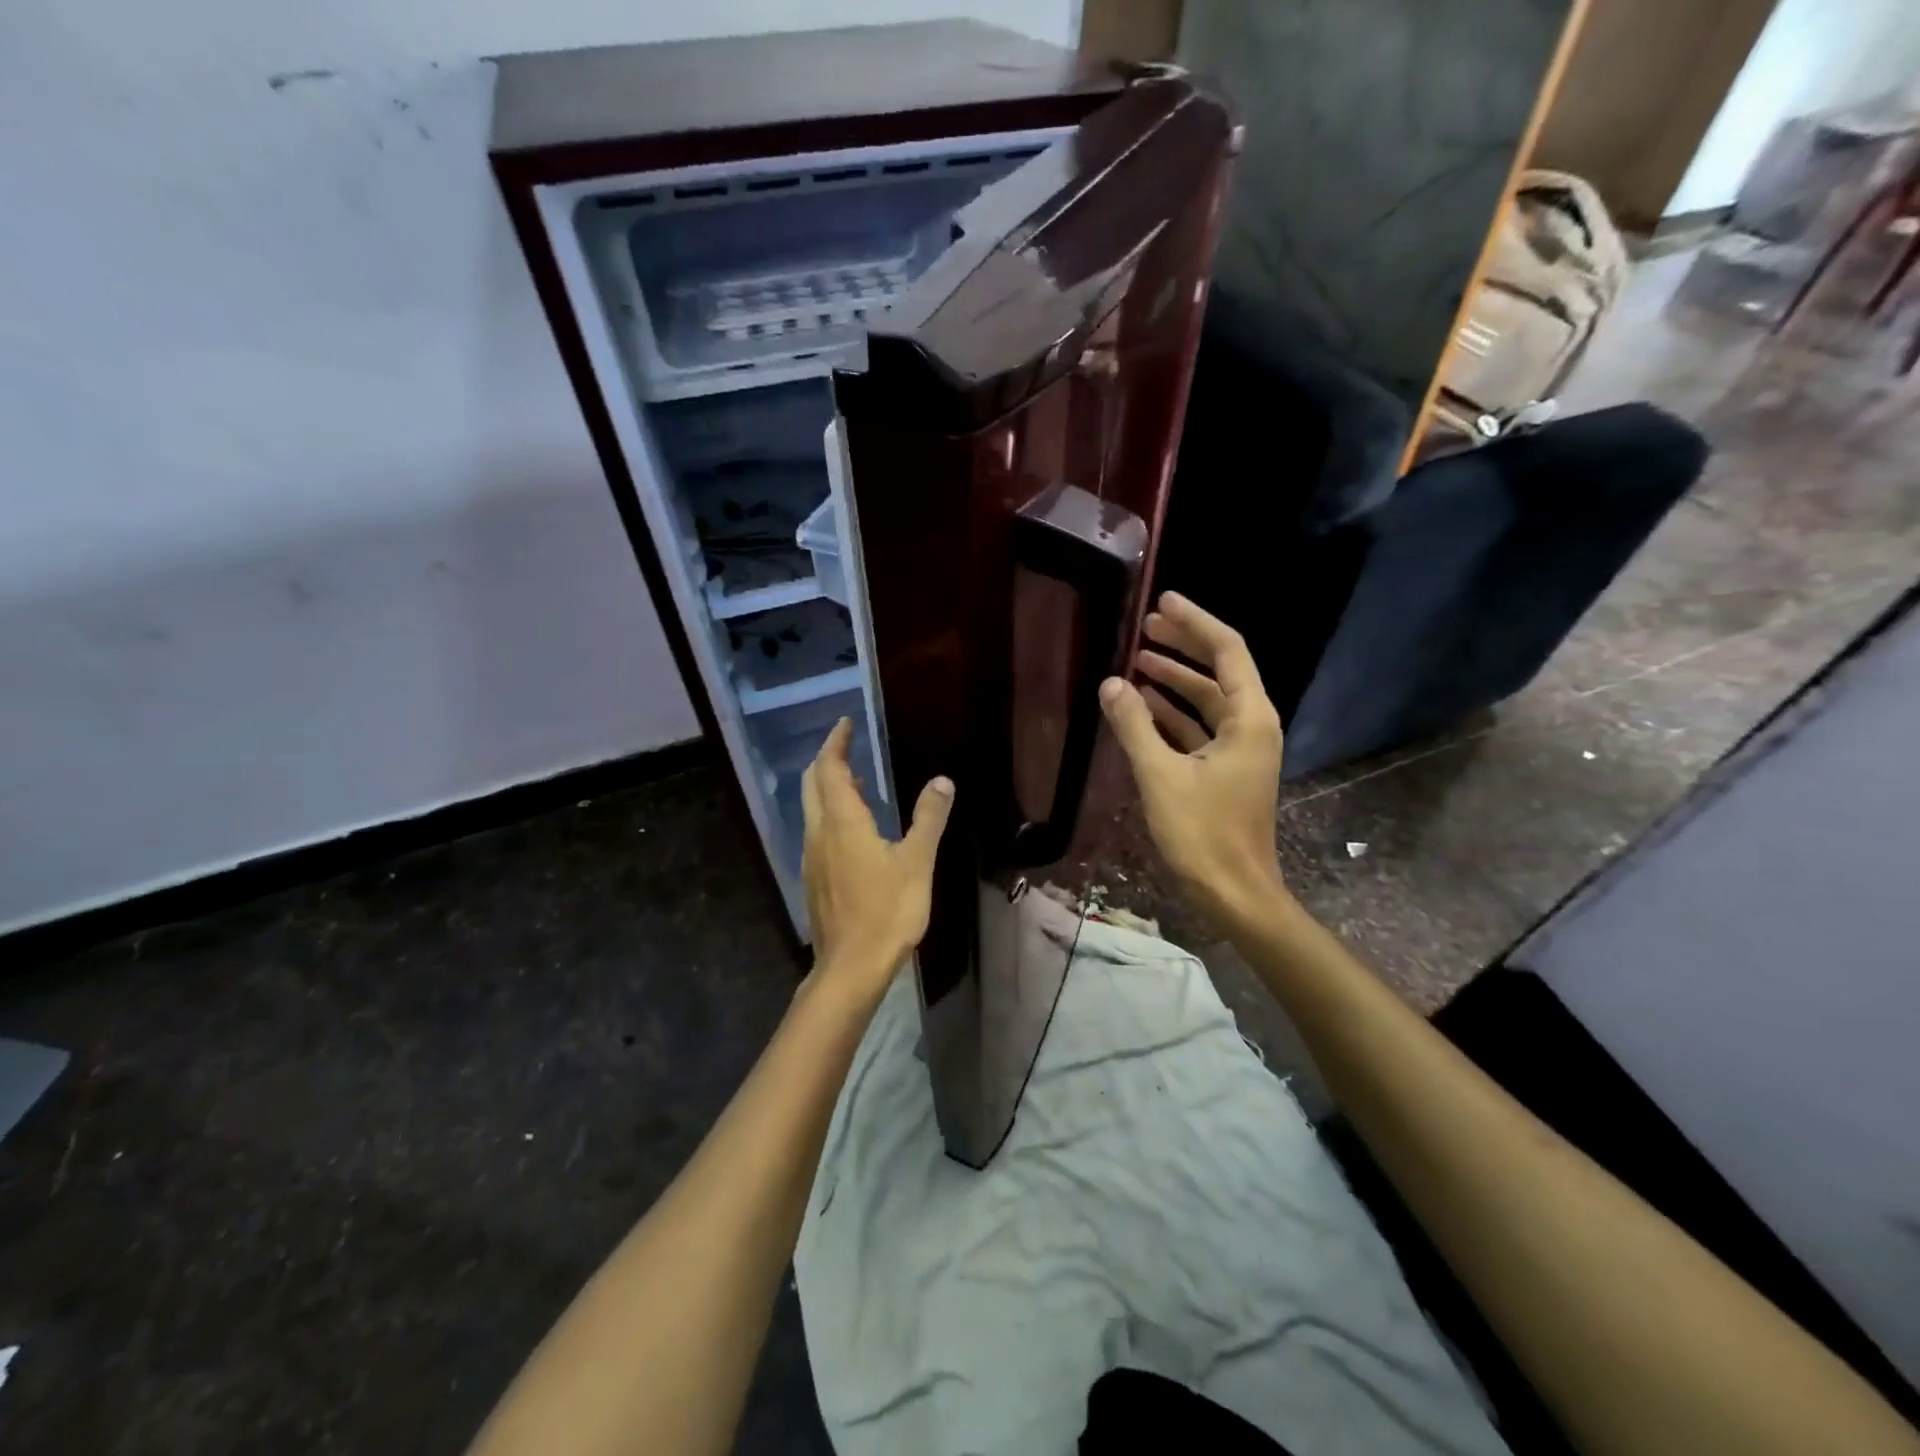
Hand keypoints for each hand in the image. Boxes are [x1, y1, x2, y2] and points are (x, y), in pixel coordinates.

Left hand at [800, 718, 953, 1003]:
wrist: (850, 967)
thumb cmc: (887, 911)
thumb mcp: (917, 862)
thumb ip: (929, 818)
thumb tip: (942, 781)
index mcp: (842, 822)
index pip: (830, 768)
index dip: (836, 743)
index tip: (845, 724)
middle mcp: (818, 833)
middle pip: (812, 784)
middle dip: (827, 760)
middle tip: (848, 746)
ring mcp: (811, 857)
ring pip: (812, 809)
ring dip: (828, 788)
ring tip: (857, 782)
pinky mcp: (813, 879)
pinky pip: (816, 832)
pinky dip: (830, 814)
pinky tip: (853, 830)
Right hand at [1098, 592, 1285, 919]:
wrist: (1234, 893)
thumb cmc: (1203, 834)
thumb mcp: (1161, 776)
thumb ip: (1134, 725)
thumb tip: (1111, 683)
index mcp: (1249, 718)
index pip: (1226, 651)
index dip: (1195, 622)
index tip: (1163, 601)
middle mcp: (1252, 725)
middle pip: (1219, 670)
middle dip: (1183, 646)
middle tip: (1145, 625)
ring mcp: (1241, 749)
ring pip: (1207, 700)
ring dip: (1174, 681)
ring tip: (1137, 662)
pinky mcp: (1226, 770)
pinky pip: (1200, 727)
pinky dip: (1173, 714)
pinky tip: (1143, 708)